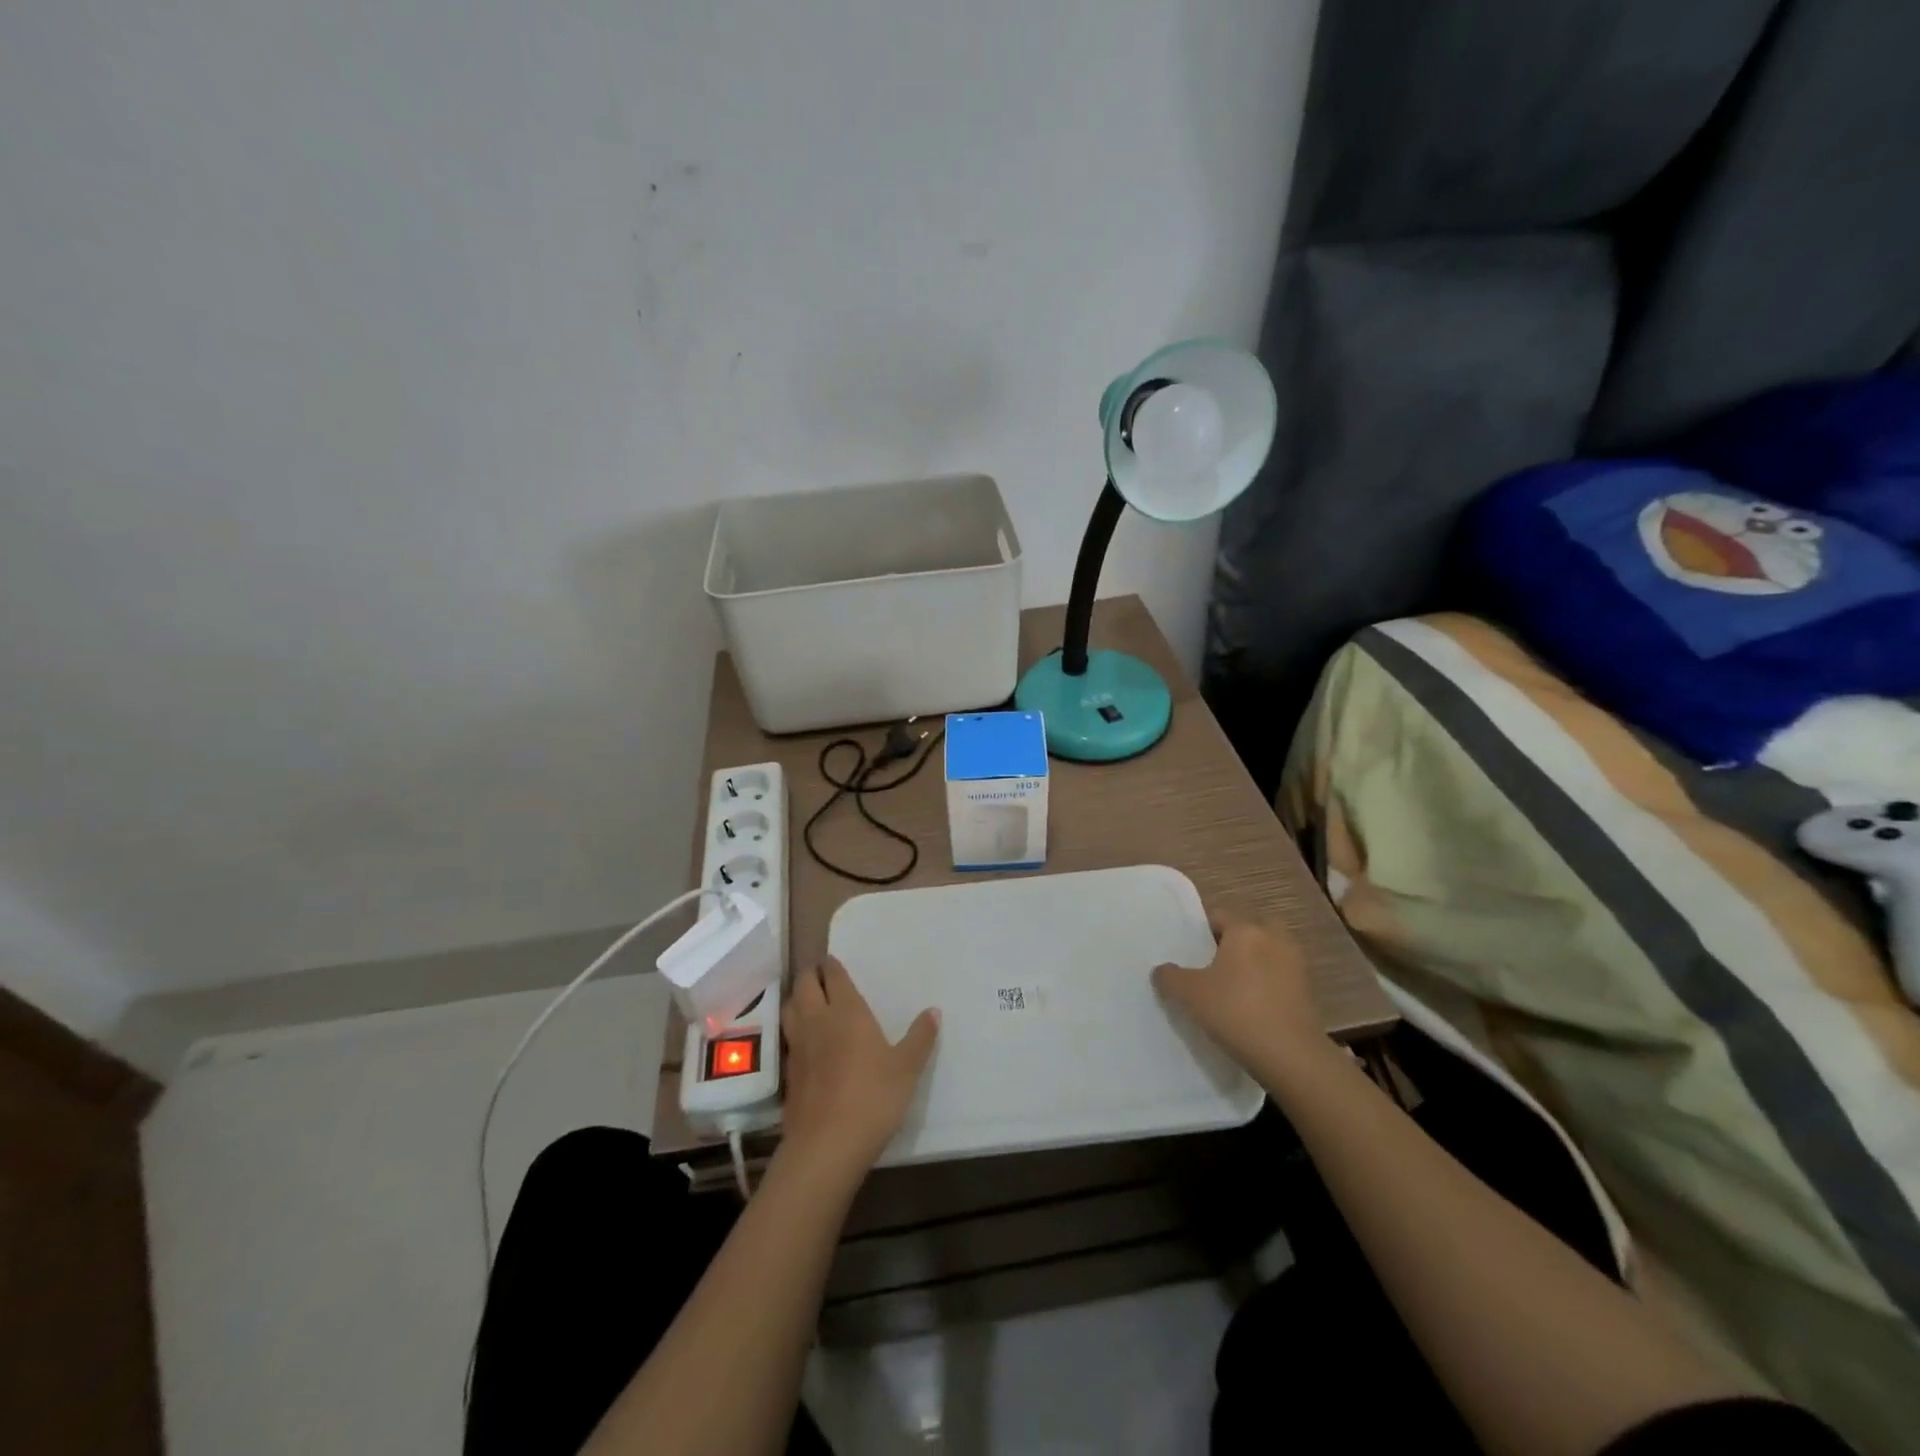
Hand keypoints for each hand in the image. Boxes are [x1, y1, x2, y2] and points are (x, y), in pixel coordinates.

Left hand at [779, 957, 938, 1183]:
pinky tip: (806, 1040)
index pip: (833, 976)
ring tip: (809, 1000)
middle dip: (811, 975)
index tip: (833, 960)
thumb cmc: (873, 1098)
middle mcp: (817, 1021)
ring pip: (790, 1008)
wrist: (826, 1146)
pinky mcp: (789, 1073)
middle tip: (822, 975)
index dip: (832, 965)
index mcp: (847, 1012)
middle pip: (805, 985)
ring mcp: (798, 1046)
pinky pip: (788, 1037)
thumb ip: (920, 1037)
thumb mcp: (906, 1069)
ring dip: (798, 998)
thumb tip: (934, 1011)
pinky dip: (794, 1029)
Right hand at [1152, 909, 1327, 1079]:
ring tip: (1232, 988)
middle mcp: (1273, 939)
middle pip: (1250, 929)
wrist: (1291, 1056)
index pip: (1219, 916)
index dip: (1201, 931)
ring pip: (1268, 952)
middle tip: (1214, 964)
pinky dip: (1267, 984)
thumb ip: (1170, 977)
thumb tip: (1162, 970)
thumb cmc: (1236, 1012)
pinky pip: (1280, 977)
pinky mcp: (1308, 991)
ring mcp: (1295, 965)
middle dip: (1234, 942)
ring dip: (1254, 963)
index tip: (1189, 951)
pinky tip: (1252, 1007)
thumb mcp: (1190, 994)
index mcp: (1245, 931)